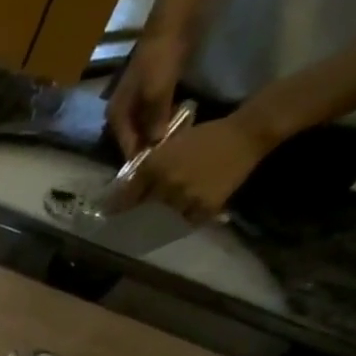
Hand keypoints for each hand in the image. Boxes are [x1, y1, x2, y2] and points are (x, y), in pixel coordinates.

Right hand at [105, 31, 189, 157]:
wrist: (171, 25)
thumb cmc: (160, 59)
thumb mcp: (157, 92)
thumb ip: (155, 120)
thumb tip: (156, 145)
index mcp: (116, 117)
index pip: (127, 148)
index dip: (142, 159)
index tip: (160, 168)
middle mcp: (121, 115)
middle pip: (135, 141)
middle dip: (152, 149)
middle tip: (173, 157)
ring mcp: (136, 105)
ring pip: (147, 130)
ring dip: (160, 136)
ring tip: (179, 145)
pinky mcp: (151, 96)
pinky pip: (156, 118)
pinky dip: (166, 124)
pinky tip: (180, 127)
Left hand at [117, 113, 271, 224]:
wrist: (246, 134)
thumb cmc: (204, 137)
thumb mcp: (168, 147)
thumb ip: (146, 168)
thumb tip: (126, 191)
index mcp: (153, 168)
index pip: (126, 197)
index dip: (116, 207)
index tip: (110, 214)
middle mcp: (166, 185)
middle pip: (145, 210)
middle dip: (141, 213)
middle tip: (137, 218)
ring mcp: (185, 198)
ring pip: (166, 217)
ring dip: (166, 216)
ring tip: (169, 213)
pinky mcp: (205, 207)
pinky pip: (188, 221)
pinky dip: (187, 218)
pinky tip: (188, 212)